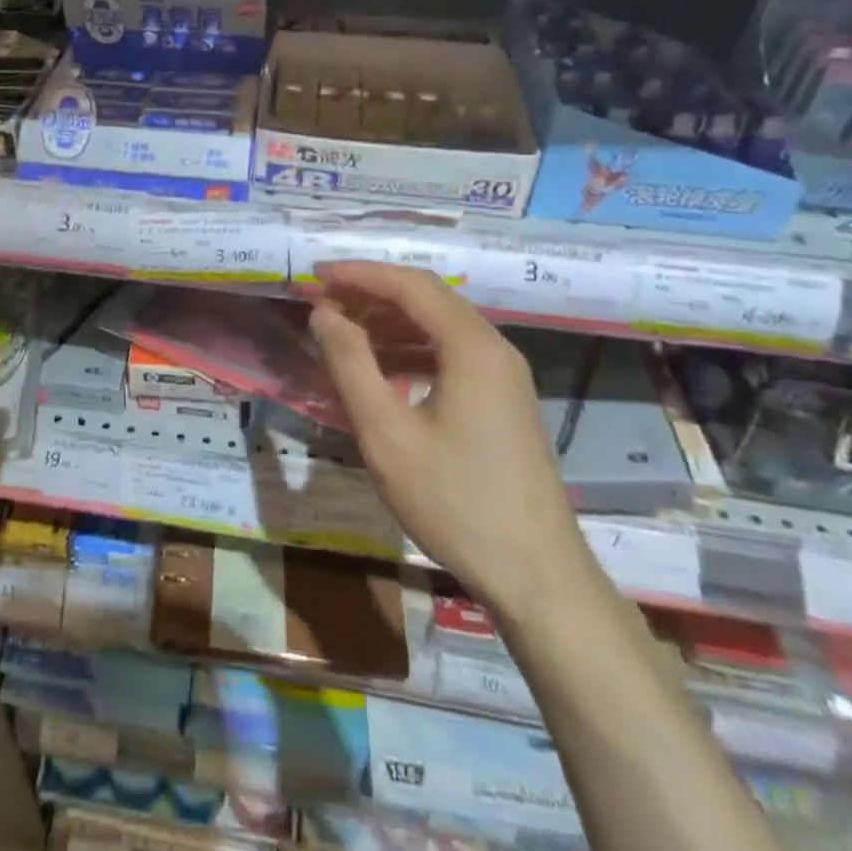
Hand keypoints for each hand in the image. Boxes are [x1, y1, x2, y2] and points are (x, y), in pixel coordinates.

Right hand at [308, 262, 586, 610]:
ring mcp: (503, 376)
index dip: (359, 274)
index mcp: (471, 346)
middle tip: (322, 304)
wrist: (536, 575)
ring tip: (340, 332)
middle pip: (428, 299)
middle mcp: (494, 348)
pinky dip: (409, 350)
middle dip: (371, 294)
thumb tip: (324, 314)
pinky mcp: (502, 402)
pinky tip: (379, 371)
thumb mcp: (386, 433)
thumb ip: (350, 365)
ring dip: (389, 322)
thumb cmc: (455, 501)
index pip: (410, 285)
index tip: (315, 276)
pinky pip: (450, 355)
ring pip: (439, 327)